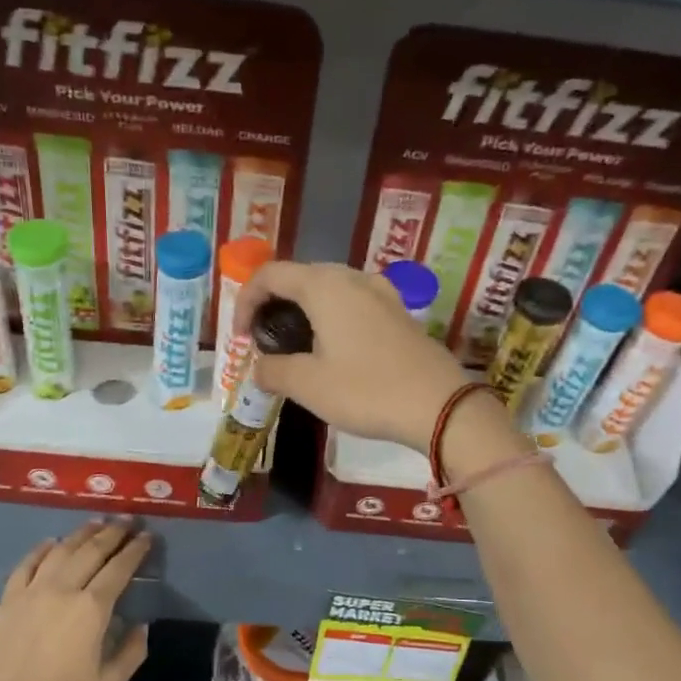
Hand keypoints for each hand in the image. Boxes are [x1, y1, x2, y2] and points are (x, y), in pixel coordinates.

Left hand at [0, 519, 150, 680]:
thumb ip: (131, 651)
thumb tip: (140, 626)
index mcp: (92, 608)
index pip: (119, 568)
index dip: (136, 550)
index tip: (148, 536)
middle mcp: (64, 589)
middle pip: (92, 550)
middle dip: (113, 533)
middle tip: (128, 521)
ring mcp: (33, 590)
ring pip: (62, 550)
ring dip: (82, 533)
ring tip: (97, 523)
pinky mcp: (9, 597)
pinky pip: (28, 563)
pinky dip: (42, 549)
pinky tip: (52, 543)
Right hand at [235, 261, 473, 451]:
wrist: (440, 405)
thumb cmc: (367, 391)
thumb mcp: (308, 385)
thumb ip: (272, 371)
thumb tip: (258, 368)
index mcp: (324, 286)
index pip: (270, 275)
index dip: (245, 301)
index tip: (241, 338)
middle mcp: (352, 278)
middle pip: (300, 277)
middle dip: (274, 304)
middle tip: (265, 342)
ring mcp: (381, 293)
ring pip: (329, 289)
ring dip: (304, 311)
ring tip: (297, 347)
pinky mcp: (399, 313)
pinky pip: (354, 303)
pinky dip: (332, 318)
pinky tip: (335, 350)